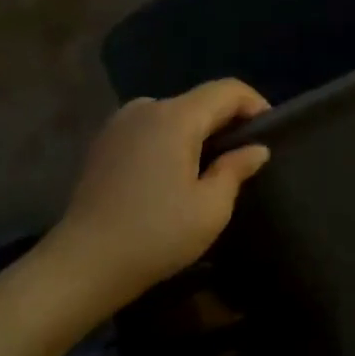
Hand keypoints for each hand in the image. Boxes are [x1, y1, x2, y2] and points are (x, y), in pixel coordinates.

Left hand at [43, 80, 271, 311]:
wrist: (83, 265)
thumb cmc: (156, 235)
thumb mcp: (211, 207)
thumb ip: (237, 169)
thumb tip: (256, 148)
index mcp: (175, 118)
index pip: (227, 90)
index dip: (255, 104)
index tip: (271, 133)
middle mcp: (146, 108)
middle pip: (200, 100)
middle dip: (227, 121)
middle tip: (245, 156)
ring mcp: (119, 124)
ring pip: (174, 114)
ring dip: (199, 132)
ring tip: (211, 167)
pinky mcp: (104, 143)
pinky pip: (151, 128)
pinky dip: (171, 140)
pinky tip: (175, 174)